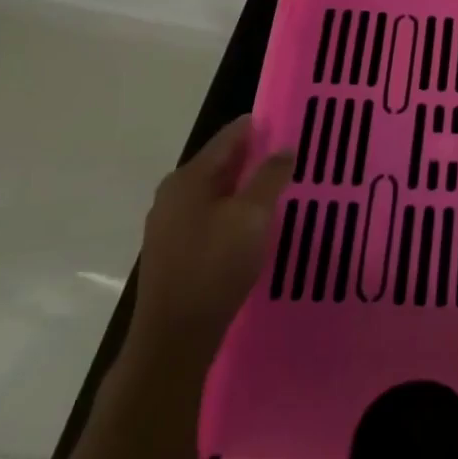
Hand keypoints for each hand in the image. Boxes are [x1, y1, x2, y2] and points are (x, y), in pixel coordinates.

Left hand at [128, 115, 292, 369]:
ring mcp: (168, 224)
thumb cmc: (215, 267)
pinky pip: (208, 215)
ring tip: (276, 186)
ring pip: (214, 191)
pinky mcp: (172, 250)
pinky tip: (252, 222)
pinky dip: (231, 209)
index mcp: (188, 178)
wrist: (174, 337)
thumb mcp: (252, 216)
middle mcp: (173, 194)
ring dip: (243, 186)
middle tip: (288, 154)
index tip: (286, 121)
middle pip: (219, 163)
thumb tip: (284, 148)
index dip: (257, 127)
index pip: (228, 138)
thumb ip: (270, 177)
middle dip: (252, 157)